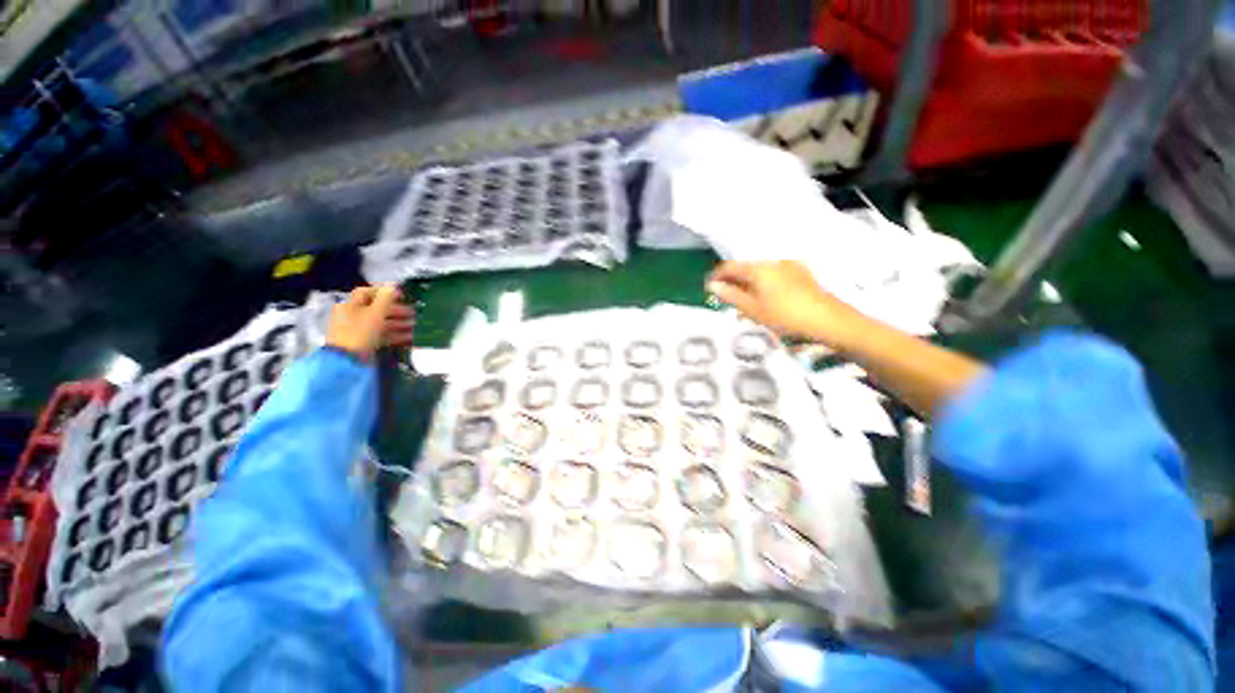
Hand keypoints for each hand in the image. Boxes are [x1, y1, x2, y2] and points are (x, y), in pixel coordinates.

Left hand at [326, 285, 414, 359]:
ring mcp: (359, 330)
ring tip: (415, 325)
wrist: (348, 361)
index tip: (401, 295)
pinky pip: (382, 335)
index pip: (367, 292)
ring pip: (381, 323)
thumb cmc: (360, 332)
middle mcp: (353, 315)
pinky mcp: (365, 342)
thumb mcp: (375, 313)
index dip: (384, 291)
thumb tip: (394, 285)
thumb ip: (386, 298)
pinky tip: (410, 337)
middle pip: (377, 308)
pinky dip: (395, 335)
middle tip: (413, 313)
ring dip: (399, 323)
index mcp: (350, 305)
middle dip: (397, 310)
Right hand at [707, 260, 862, 346]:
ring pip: (759, 271)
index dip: (717, 276)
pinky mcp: (800, 273)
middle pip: (745, 267)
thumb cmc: (785, 316)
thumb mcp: (753, 309)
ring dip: (747, 282)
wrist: (828, 320)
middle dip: (732, 280)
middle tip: (725, 297)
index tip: (708, 288)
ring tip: (743, 300)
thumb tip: (712, 285)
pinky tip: (764, 297)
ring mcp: (788, 265)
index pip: (730, 266)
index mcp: (759, 268)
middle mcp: (772, 261)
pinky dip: (762, 283)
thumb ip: (731, 295)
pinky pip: (772, 274)